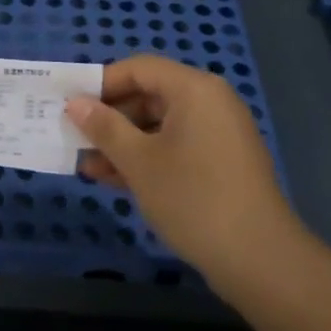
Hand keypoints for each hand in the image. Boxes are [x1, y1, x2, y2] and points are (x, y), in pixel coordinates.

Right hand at [66, 55, 300, 291]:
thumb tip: (75, 103)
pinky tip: (113, 179)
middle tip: (75, 136)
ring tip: (86, 164)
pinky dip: (146, 158)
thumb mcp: (139, 161)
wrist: (260, 261)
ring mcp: (218, 134)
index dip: (101, 83)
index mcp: (194, 89)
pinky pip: (175, 147)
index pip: (139, 68)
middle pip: (149, 95)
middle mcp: (209, 102)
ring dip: (123, 143)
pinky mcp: (221, 164)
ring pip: (159, 126)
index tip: (70, 104)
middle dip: (110, 117)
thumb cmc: (193, 198)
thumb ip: (104, 128)